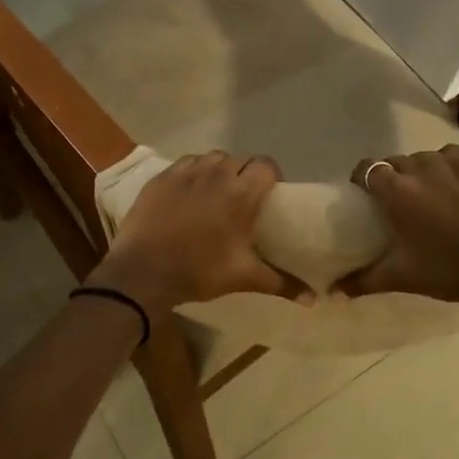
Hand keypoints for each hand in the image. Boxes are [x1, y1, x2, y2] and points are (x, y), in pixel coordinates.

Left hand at [85, 152, 304, 315]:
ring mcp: (186, 172)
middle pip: (241, 160)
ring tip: (216, 193)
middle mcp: (216, 173)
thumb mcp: (244, 277)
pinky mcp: (163, 176)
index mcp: (241, 193)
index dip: (270, 177)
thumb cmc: (199, 271)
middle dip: (246, 174)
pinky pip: (187, 163)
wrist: (143, 271)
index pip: (266, 166)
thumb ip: (282, 283)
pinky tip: (189, 193)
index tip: (268, 196)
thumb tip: (315, 300)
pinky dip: (194, 172)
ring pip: (213, 158)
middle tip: (243, 199)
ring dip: (220, 170)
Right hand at [338, 145, 458, 328]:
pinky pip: (458, 158)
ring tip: (435, 195)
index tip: (367, 194)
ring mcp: (457, 161)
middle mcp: (422, 167)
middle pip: (398, 162)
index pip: (367, 168)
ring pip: (428, 158)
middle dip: (395, 178)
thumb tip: (332, 291)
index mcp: (397, 191)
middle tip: (403, 202)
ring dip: (425, 172)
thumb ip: (364, 280)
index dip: (364, 178)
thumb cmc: (453, 273)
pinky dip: (454, 170)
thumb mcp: (404, 278)